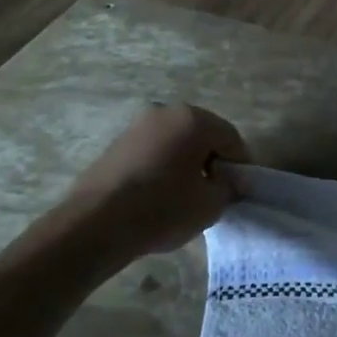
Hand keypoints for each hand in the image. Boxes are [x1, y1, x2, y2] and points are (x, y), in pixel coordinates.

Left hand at [58, 104, 250, 257]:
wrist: (96, 223)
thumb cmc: (163, 208)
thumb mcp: (210, 204)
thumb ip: (230, 187)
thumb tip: (234, 180)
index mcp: (193, 119)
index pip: (231, 138)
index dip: (241, 166)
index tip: (239, 191)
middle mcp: (166, 112)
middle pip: (203, 135)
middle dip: (213, 160)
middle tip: (214, 192)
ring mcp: (138, 125)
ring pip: (177, 142)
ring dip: (187, 162)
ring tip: (186, 195)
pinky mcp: (117, 143)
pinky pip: (154, 150)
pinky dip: (164, 165)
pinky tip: (160, 193)